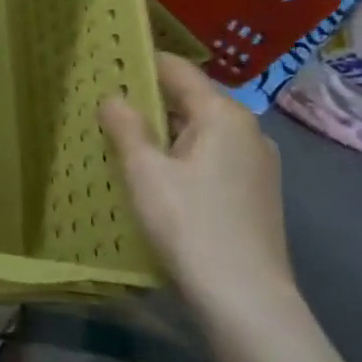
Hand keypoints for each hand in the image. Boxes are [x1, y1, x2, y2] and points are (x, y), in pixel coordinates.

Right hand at [98, 54, 296, 320]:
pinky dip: (181, 157)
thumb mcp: (144, 171)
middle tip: (104, 107)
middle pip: (190, 100)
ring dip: (163, 132)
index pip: (178, 70)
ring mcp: (257, 165)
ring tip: (122, 141)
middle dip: (148, 101)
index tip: (105, 65)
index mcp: (224, 115)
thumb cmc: (189, 223)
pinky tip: (156, 177)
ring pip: (200, 132)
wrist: (245, 298)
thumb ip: (126, 127)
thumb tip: (113, 97)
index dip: (140, 63)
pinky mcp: (255, 194)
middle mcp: (248, 131)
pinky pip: (211, 158)